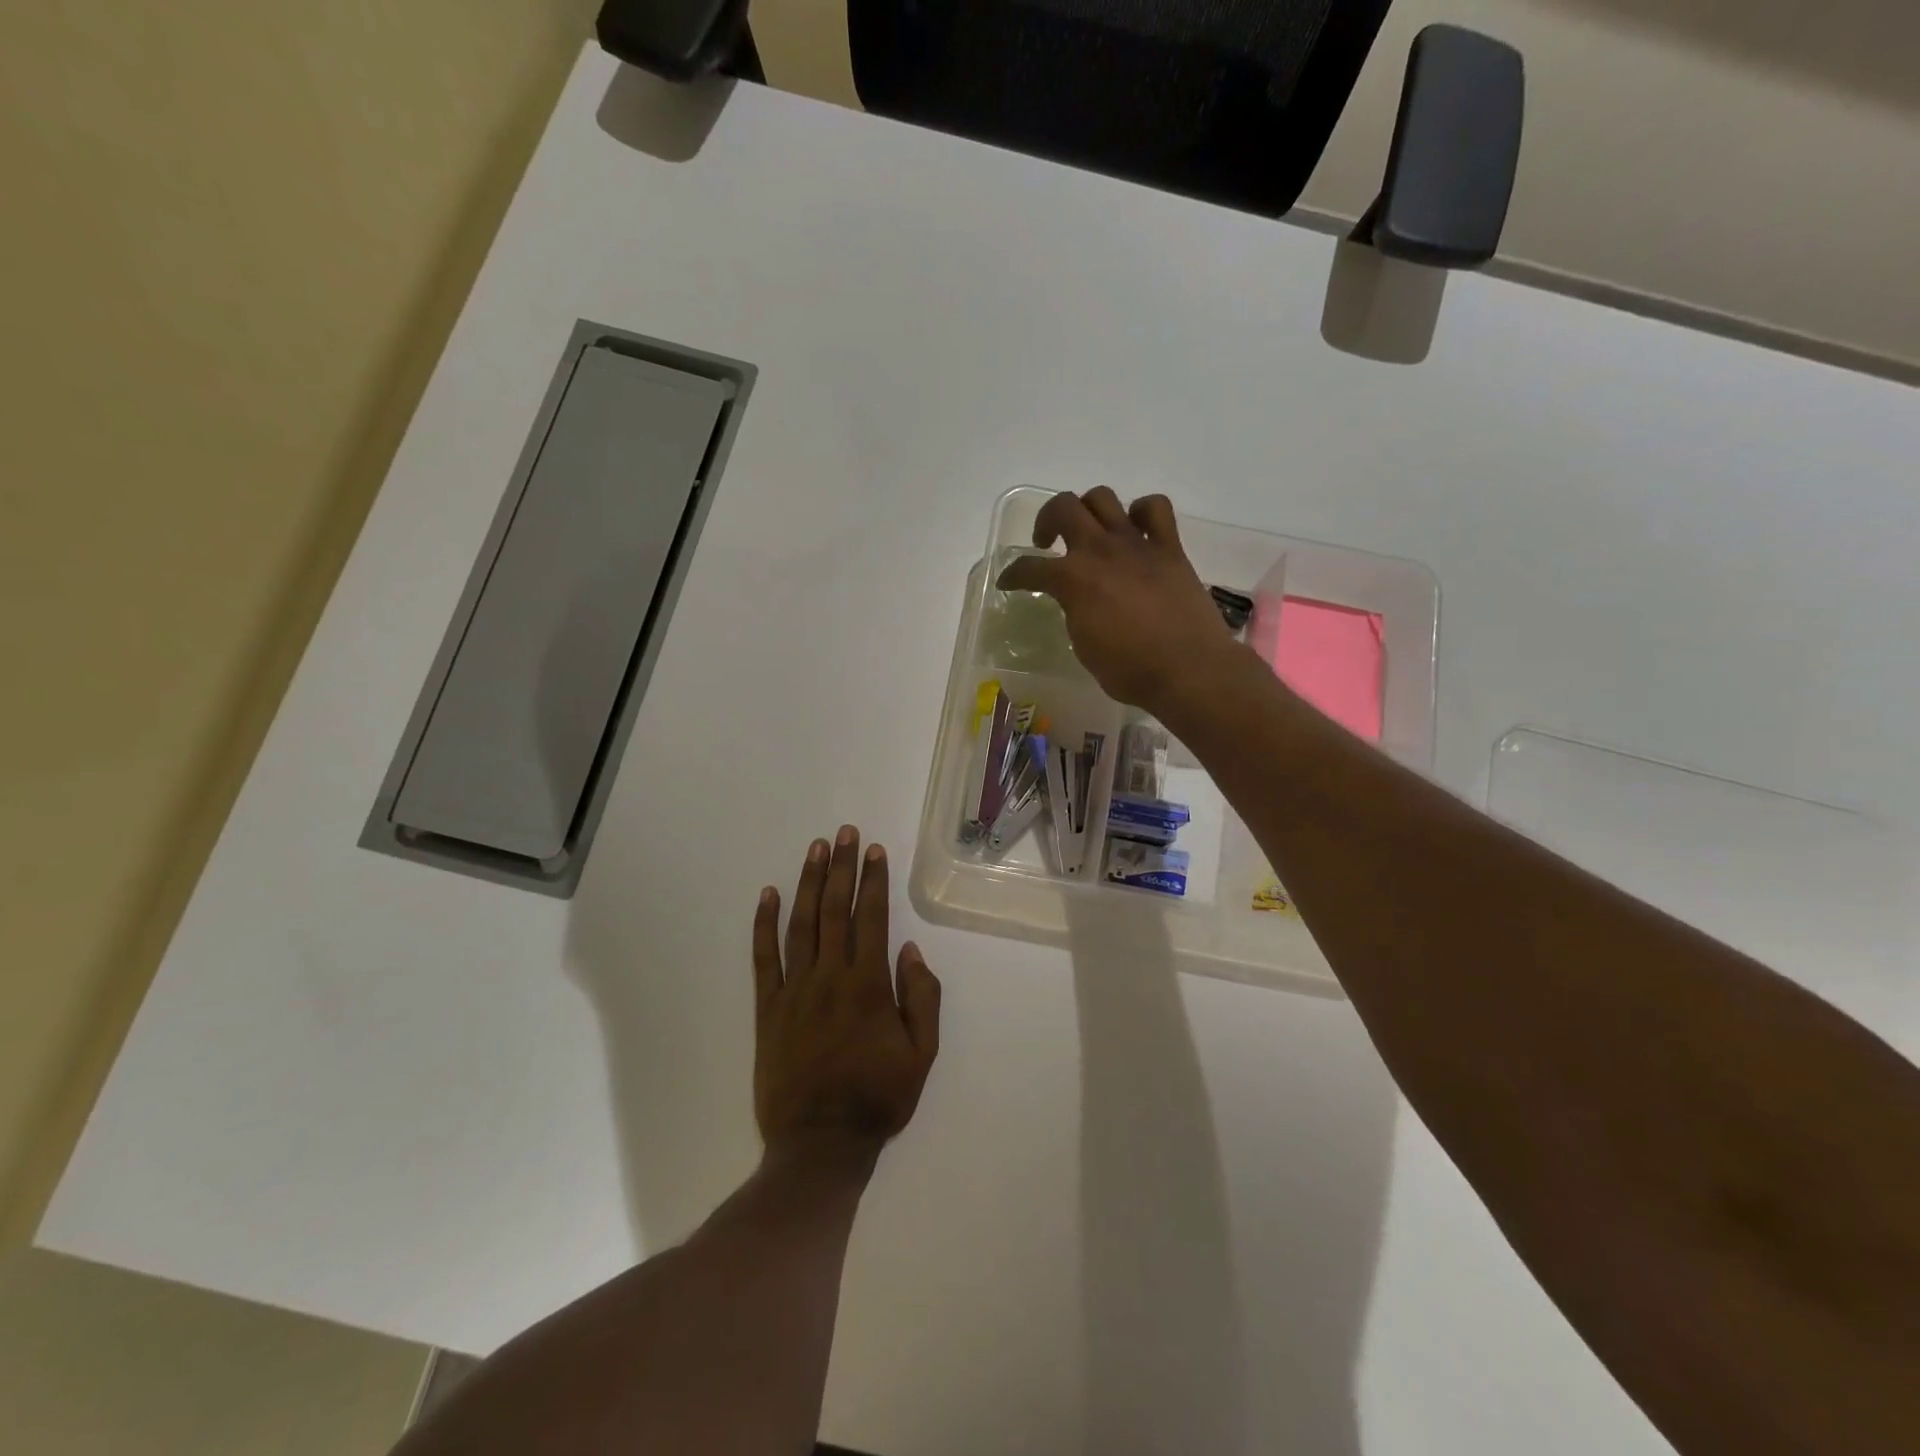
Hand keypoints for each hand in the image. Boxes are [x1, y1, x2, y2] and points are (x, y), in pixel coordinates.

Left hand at [752, 826, 940, 1158]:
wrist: (820, 1145)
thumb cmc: (878, 1099)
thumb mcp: (921, 1055)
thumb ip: (921, 999)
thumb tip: (911, 950)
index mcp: (869, 985)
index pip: (872, 918)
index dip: (873, 881)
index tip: (873, 851)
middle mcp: (830, 977)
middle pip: (835, 910)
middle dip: (841, 868)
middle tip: (844, 833)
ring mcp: (794, 990)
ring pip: (801, 925)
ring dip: (808, 883)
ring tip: (815, 849)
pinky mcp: (768, 1009)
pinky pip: (763, 959)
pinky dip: (763, 925)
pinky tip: (767, 895)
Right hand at [995, 488, 1242, 714]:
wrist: (1187, 670)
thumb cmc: (1129, 670)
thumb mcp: (1084, 646)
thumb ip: (1075, 613)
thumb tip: (1079, 602)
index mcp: (1073, 580)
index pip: (1029, 568)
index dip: (1013, 574)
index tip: (1009, 581)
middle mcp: (1100, 551)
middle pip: (1063, 508)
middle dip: (1046, 520)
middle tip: (1047, 543)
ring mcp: (1136, 544)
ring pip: (1103, 498)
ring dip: (1088, 509)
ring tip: (1089, 531)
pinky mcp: (1169, 548)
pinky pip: (1155, 509)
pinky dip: (1141, 512)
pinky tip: (1136, 530)